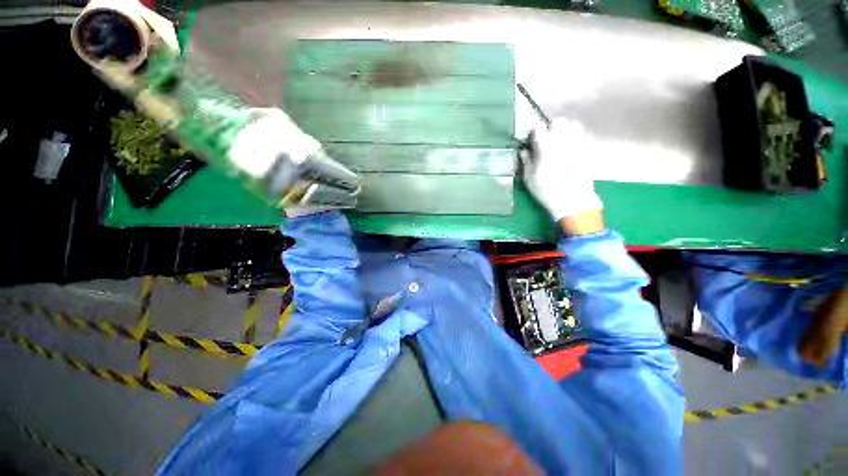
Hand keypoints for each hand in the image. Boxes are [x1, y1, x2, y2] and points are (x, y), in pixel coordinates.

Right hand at [521, 118, 603, 234]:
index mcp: (545, 146)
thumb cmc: (546, 190)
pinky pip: (582, 134)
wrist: (572, 200)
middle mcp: (563, 140)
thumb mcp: (529, 178)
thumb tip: (524, 151)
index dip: (534, 131)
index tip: (531, 139)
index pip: (539, 127)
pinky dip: (575, 135)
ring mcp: (577, 143)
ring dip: (564, 128)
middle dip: (550, 126)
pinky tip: (570, 145)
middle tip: (545, 137)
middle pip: (558, 121)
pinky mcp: (587, 149)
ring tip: (559, 139)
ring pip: (573, 124)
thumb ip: (526, 161)